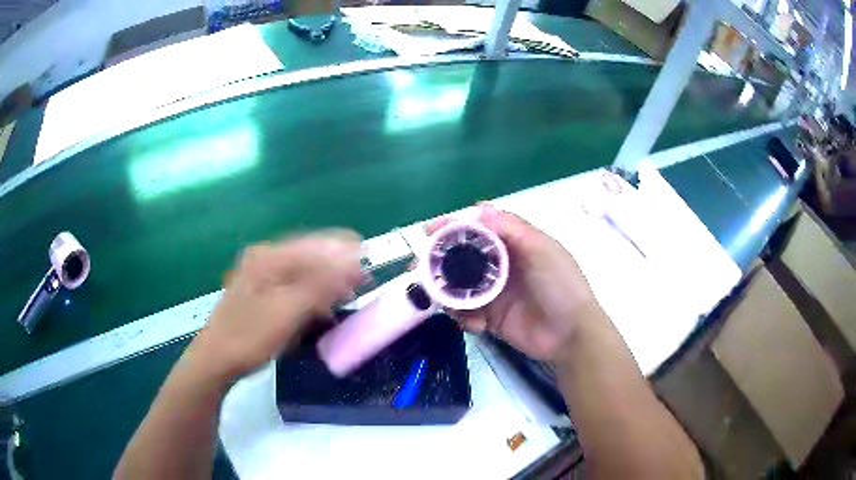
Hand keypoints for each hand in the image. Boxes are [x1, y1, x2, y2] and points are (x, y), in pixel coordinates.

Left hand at [191, 231, 362, 380]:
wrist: (217, 360)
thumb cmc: (250, 337)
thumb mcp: (287, 312)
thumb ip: (320, 285)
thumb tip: (352, 262)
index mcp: (268, 258)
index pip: (313, 245)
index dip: (343, 252)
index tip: (367, 260)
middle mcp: (263, 260)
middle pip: (308, 256)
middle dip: (336, 267)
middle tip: (361, 281)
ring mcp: (260, 276)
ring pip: (302, 272)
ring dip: (325, 281)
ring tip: (346, 293)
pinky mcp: (260, 293)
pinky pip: (293, 285)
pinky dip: (310, 294)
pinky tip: (322, 305)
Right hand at [430, 205, 600, 359]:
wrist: (571, 334)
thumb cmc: (561, 285)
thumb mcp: (542, 250)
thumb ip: (512, 228)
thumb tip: (477, 209)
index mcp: (513, 245)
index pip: (478, 230)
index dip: (453, 227)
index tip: (430, 231)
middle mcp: (500, 266)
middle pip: (462, 258)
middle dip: (439, 262)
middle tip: (419, 270)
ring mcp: (494, 293)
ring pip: (459, 287)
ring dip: (447, 293)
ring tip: (443, 301)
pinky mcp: (491, 318)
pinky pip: (467, 313)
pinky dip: (464, 317)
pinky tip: (475, 324)